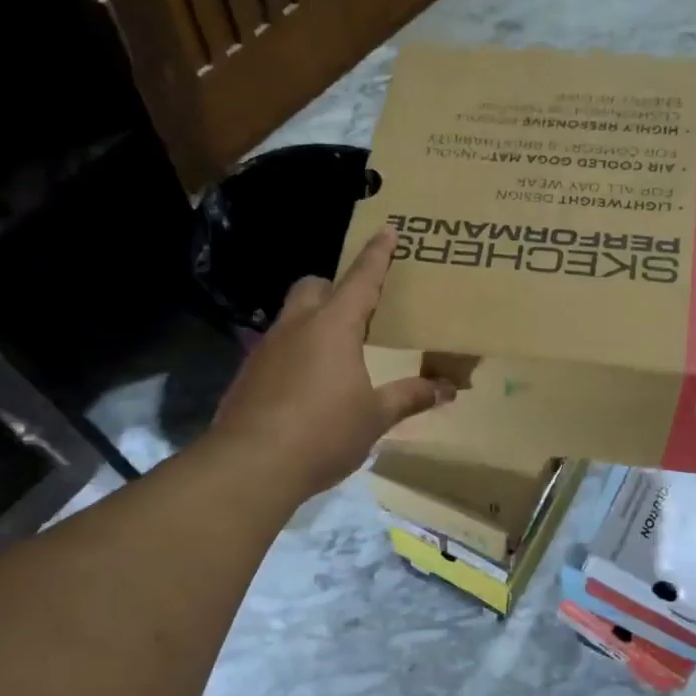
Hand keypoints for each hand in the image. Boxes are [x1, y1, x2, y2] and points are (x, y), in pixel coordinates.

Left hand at [212, 229, 452, 497]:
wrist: (251, 465)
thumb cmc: (323, 434)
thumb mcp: (375, 417)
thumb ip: (410, 396)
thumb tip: (447, 389)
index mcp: (334, 327)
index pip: (361, 280)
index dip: (378, 255)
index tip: (388, 230)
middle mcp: (297, 327)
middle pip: (313, 286)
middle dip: (334, 287)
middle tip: (356, 310)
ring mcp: (266, 348)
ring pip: (291, 316)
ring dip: (313, 321)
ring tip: (334, 352)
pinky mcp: (248, 374)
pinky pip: (276, 348)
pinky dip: (295, 352)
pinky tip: (305, 386)